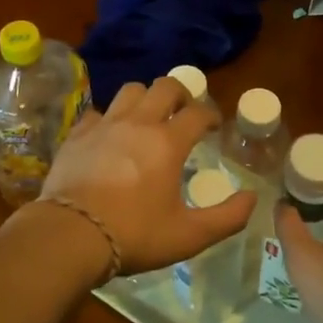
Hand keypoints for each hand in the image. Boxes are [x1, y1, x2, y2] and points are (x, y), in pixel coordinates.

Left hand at [39, 76, 254, 275]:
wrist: (70, 235)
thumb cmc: (133, 234)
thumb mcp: (188, 236)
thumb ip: (227, 218)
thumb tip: (252, 197)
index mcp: (168, 142)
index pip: (198, 112)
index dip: (211, 115)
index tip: (214, 127)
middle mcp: (138, 123)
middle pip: (165, 86)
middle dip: (181, 94)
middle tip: (184, 113)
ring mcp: (104, 125)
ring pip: (130, 91)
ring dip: (145, 98)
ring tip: (148, 118)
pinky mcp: (77, 134)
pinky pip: (98, 113)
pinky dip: (110, 119)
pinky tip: (110, 136)